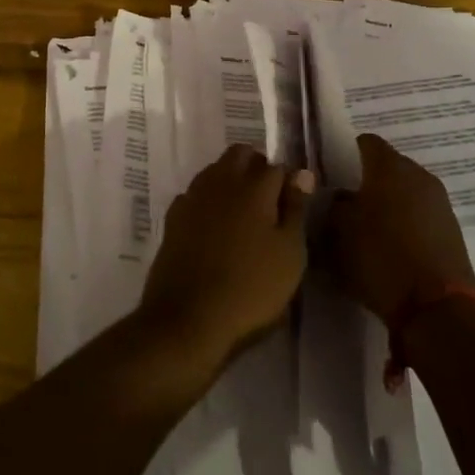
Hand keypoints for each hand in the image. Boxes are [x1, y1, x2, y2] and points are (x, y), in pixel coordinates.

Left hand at [139, 144, 311, 367]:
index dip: (289, 182)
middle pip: (240, 155)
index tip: (295, 204)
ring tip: (244, 216)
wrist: (188, 319)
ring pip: (215, 170)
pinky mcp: (173, 218)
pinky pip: (196, 194)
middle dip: (257, 167)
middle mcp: (220, 182)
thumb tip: (301, 174)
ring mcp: (192, 197)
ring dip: (231, 180)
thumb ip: (296, 209)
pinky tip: (215, 227)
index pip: (276, 166)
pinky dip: (209, 200)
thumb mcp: (289, 255)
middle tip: (270, 203)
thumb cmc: (251, 289)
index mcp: (254, 187)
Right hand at [321, 134, 474, 326]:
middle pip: (388, 167)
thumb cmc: (380, 258)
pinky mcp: (452, 229)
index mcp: (390, 167)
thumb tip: (342, 196)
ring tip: (369, 228)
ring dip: (389, 203)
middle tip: (348, 203)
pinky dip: (406, 223)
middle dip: (368, 181)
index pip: (366, 143)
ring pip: (406, 191)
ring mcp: (440, 202)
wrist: (436, 308)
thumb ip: (336, 205)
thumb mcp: (339, 232)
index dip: (347, 153)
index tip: (333, 173)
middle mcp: (419, 175)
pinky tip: (392, 246)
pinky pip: (420, 214)